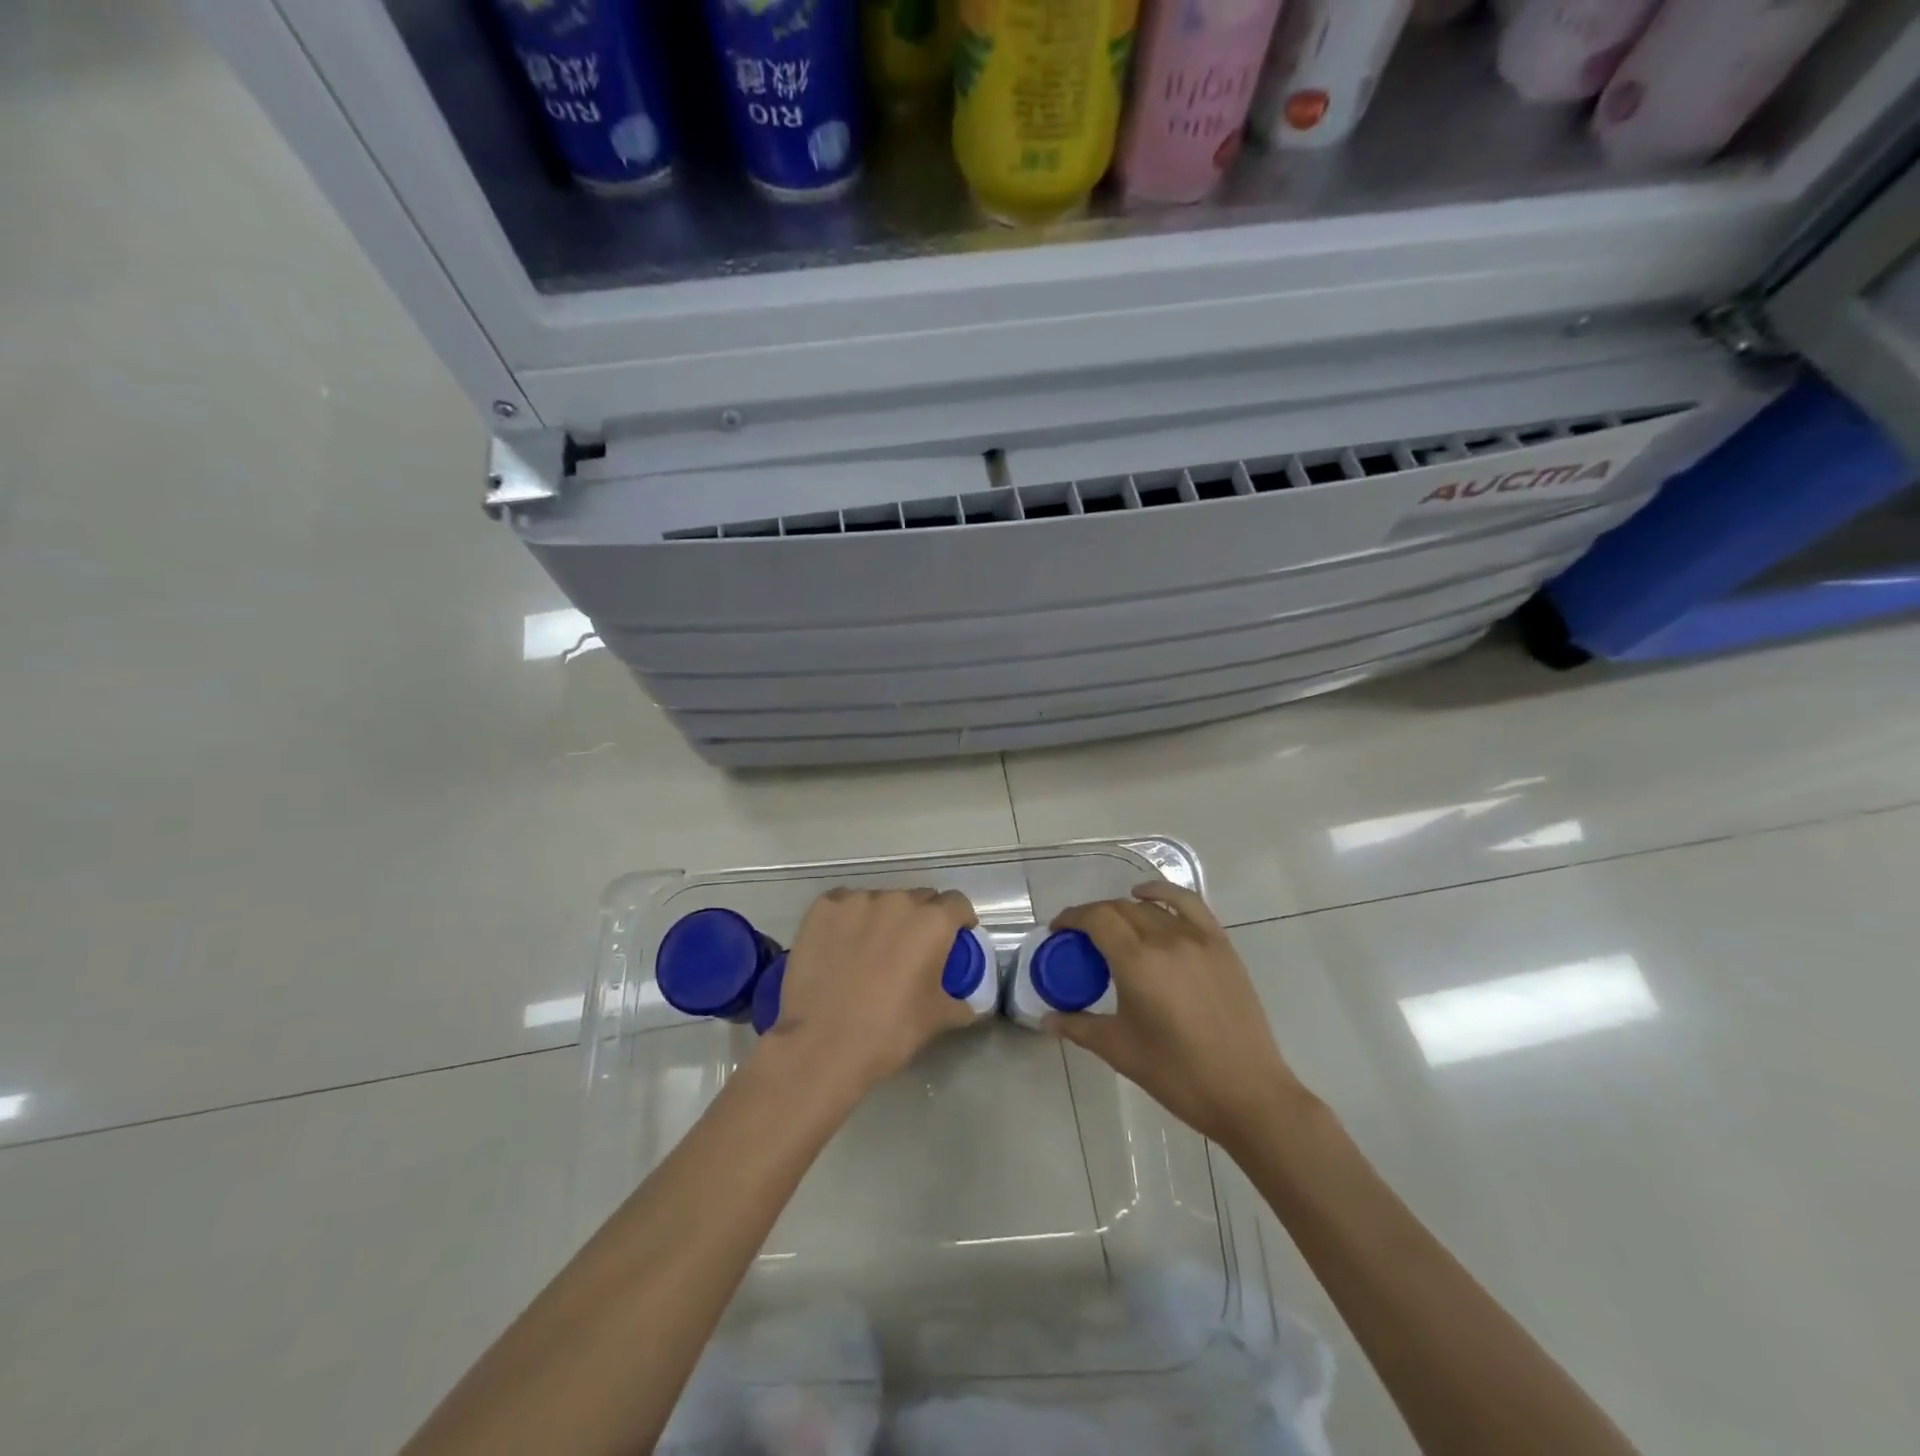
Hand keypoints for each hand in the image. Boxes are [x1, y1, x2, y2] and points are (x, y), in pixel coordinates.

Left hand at [761, 886, 978, 1093]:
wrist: (822, 1045)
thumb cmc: (889, 1031)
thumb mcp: (937, 1019)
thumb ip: (961, 1002)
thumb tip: (971, 1004)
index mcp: (932, 922)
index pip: (957, 903)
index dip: (959, 919)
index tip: (954, 937)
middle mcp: (897, 901)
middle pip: (918, 899)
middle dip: (921, 919)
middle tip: (911, 949)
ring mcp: (857, 901)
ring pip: (880, 901)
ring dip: (883, 918)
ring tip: (871, 950)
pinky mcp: (823, 907)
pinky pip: (845, 905)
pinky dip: (849, 919)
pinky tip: (841, 946)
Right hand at [1046, 882, 1304, 1150]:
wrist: (1246, 1092)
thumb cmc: (1177, 1074)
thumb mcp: (1120, 1050)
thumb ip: (1079, 1026)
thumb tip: (1047, 1019)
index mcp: (1136, 962)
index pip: (1096, 919)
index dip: (1071, 919)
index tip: (1058, 932)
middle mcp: (1165, 938)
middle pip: (1120, 910)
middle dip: (1093, 918)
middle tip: (1080, 940)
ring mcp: (1197, 938)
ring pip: (1150, 908)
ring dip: (1124, 911)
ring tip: (1113, 929)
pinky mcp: (1220, 945)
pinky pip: (1188, 904)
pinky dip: (1163, 893)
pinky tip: (1147, 897)